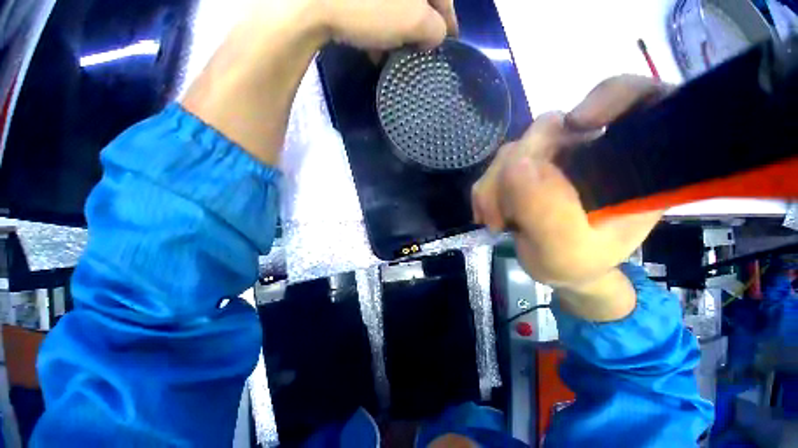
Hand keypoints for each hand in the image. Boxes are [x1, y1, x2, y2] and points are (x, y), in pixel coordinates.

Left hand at [321, 0, 457, 48]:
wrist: (312, 1)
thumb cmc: (372, 8)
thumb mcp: (415, 21)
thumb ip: (435, 29)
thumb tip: (435, 36)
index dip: (450, 23)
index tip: (450, 43)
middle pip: (419, 4)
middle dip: (420, 30)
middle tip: (420, 53)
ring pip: (396, 9)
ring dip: (397, 34)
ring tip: (394, 57)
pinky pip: (376, 10)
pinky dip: (379, 29)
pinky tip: (374, 48)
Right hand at [472, 76, 669, 320]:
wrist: (554, 267)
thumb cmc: (574, 264)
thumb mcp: (565, 251)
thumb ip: (546, 214)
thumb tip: (516, 165)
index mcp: (631, 166)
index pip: (639, 101)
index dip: (611, 97)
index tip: (579, 125)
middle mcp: (593, 150)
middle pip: (550, 128)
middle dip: (516, 171)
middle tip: (505, 216)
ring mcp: (555, 155)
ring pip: (515, 148)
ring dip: (494, 186)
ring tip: (496, 221)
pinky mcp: (529, 163)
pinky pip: (498, 163)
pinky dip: (486, 189)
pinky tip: (489, 213)